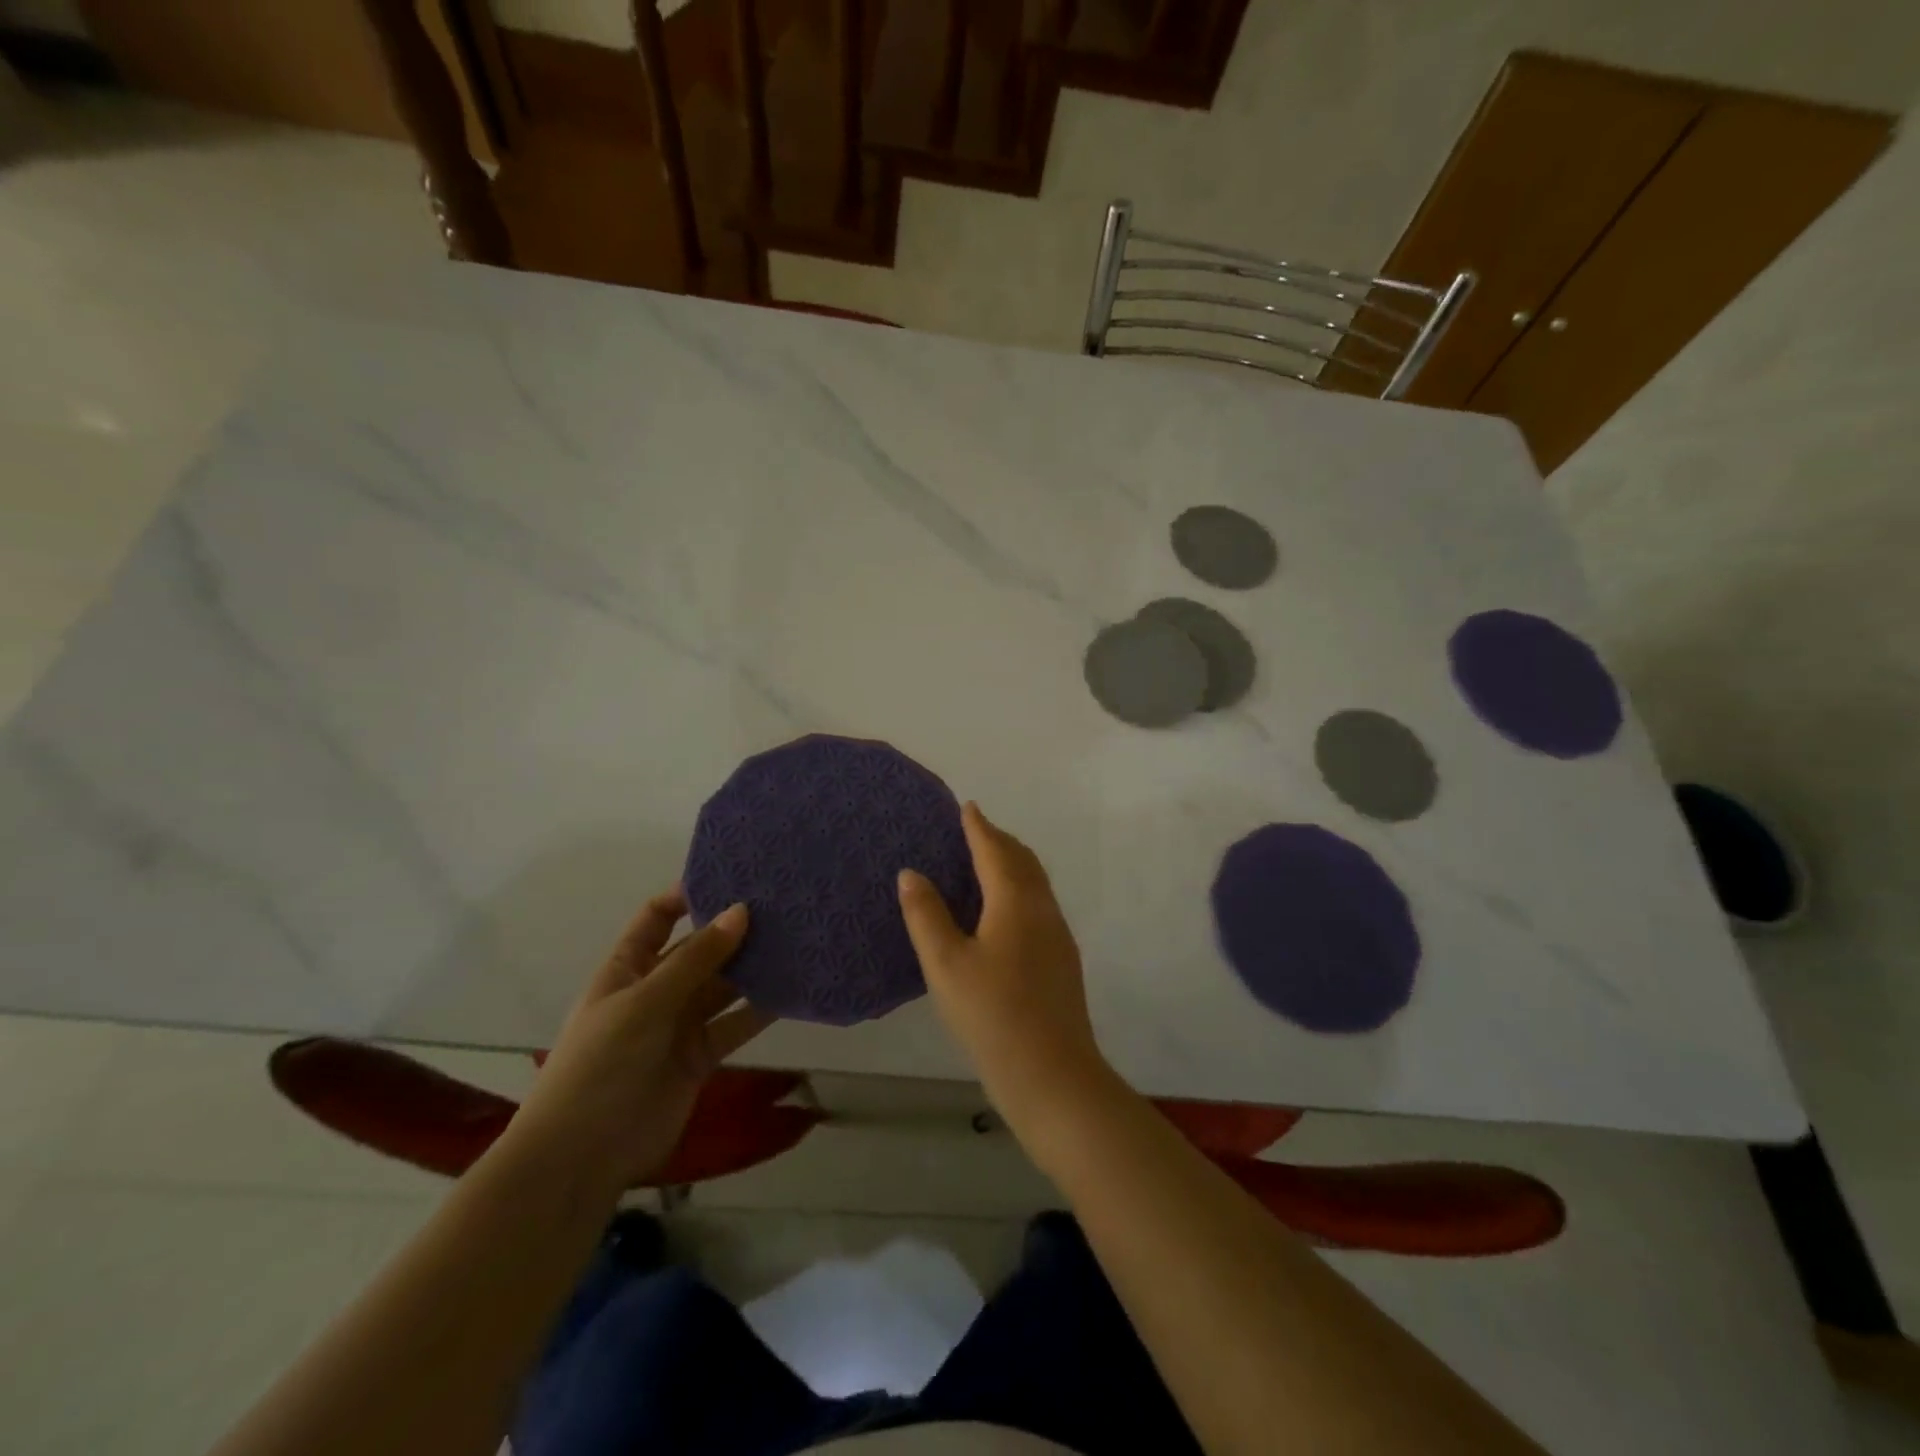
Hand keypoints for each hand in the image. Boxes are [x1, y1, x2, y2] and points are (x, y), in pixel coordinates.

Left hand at [506, 888, 772, 1190]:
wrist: (582, 1155)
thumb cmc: (601, 1064)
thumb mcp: (645, 1002)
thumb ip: (696, 959)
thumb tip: (742, 910)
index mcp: (627, 968)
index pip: (657, 918)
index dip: (688, 896)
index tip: (733, 878)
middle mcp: (655, 990)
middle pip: (698, 950)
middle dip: (732, 931)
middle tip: (781, 906)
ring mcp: (678, 1025)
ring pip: (722, 987)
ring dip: (752, 968)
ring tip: (796, 941)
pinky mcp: (700, 1057)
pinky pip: (734, 1024)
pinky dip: (760, 1010)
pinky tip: (792, 991)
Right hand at [898, 803, 1112, 1124]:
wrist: (1053, 1075)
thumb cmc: (992, 1016)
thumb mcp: (946, 965)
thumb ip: (927, 915)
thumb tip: (911, 873)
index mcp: (1015, 901)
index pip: (995, 850)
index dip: (979, 827)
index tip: (967, 807)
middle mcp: (1043, 908)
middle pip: (1022, 860)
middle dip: (998, 840)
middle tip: (973, 831)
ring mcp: (1058, 934)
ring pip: (1036, 883)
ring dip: (1012, 864)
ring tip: (986, 864)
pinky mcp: (1062, 959)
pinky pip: (1039, 904)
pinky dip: (1020, 889)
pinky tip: (1003, 912)